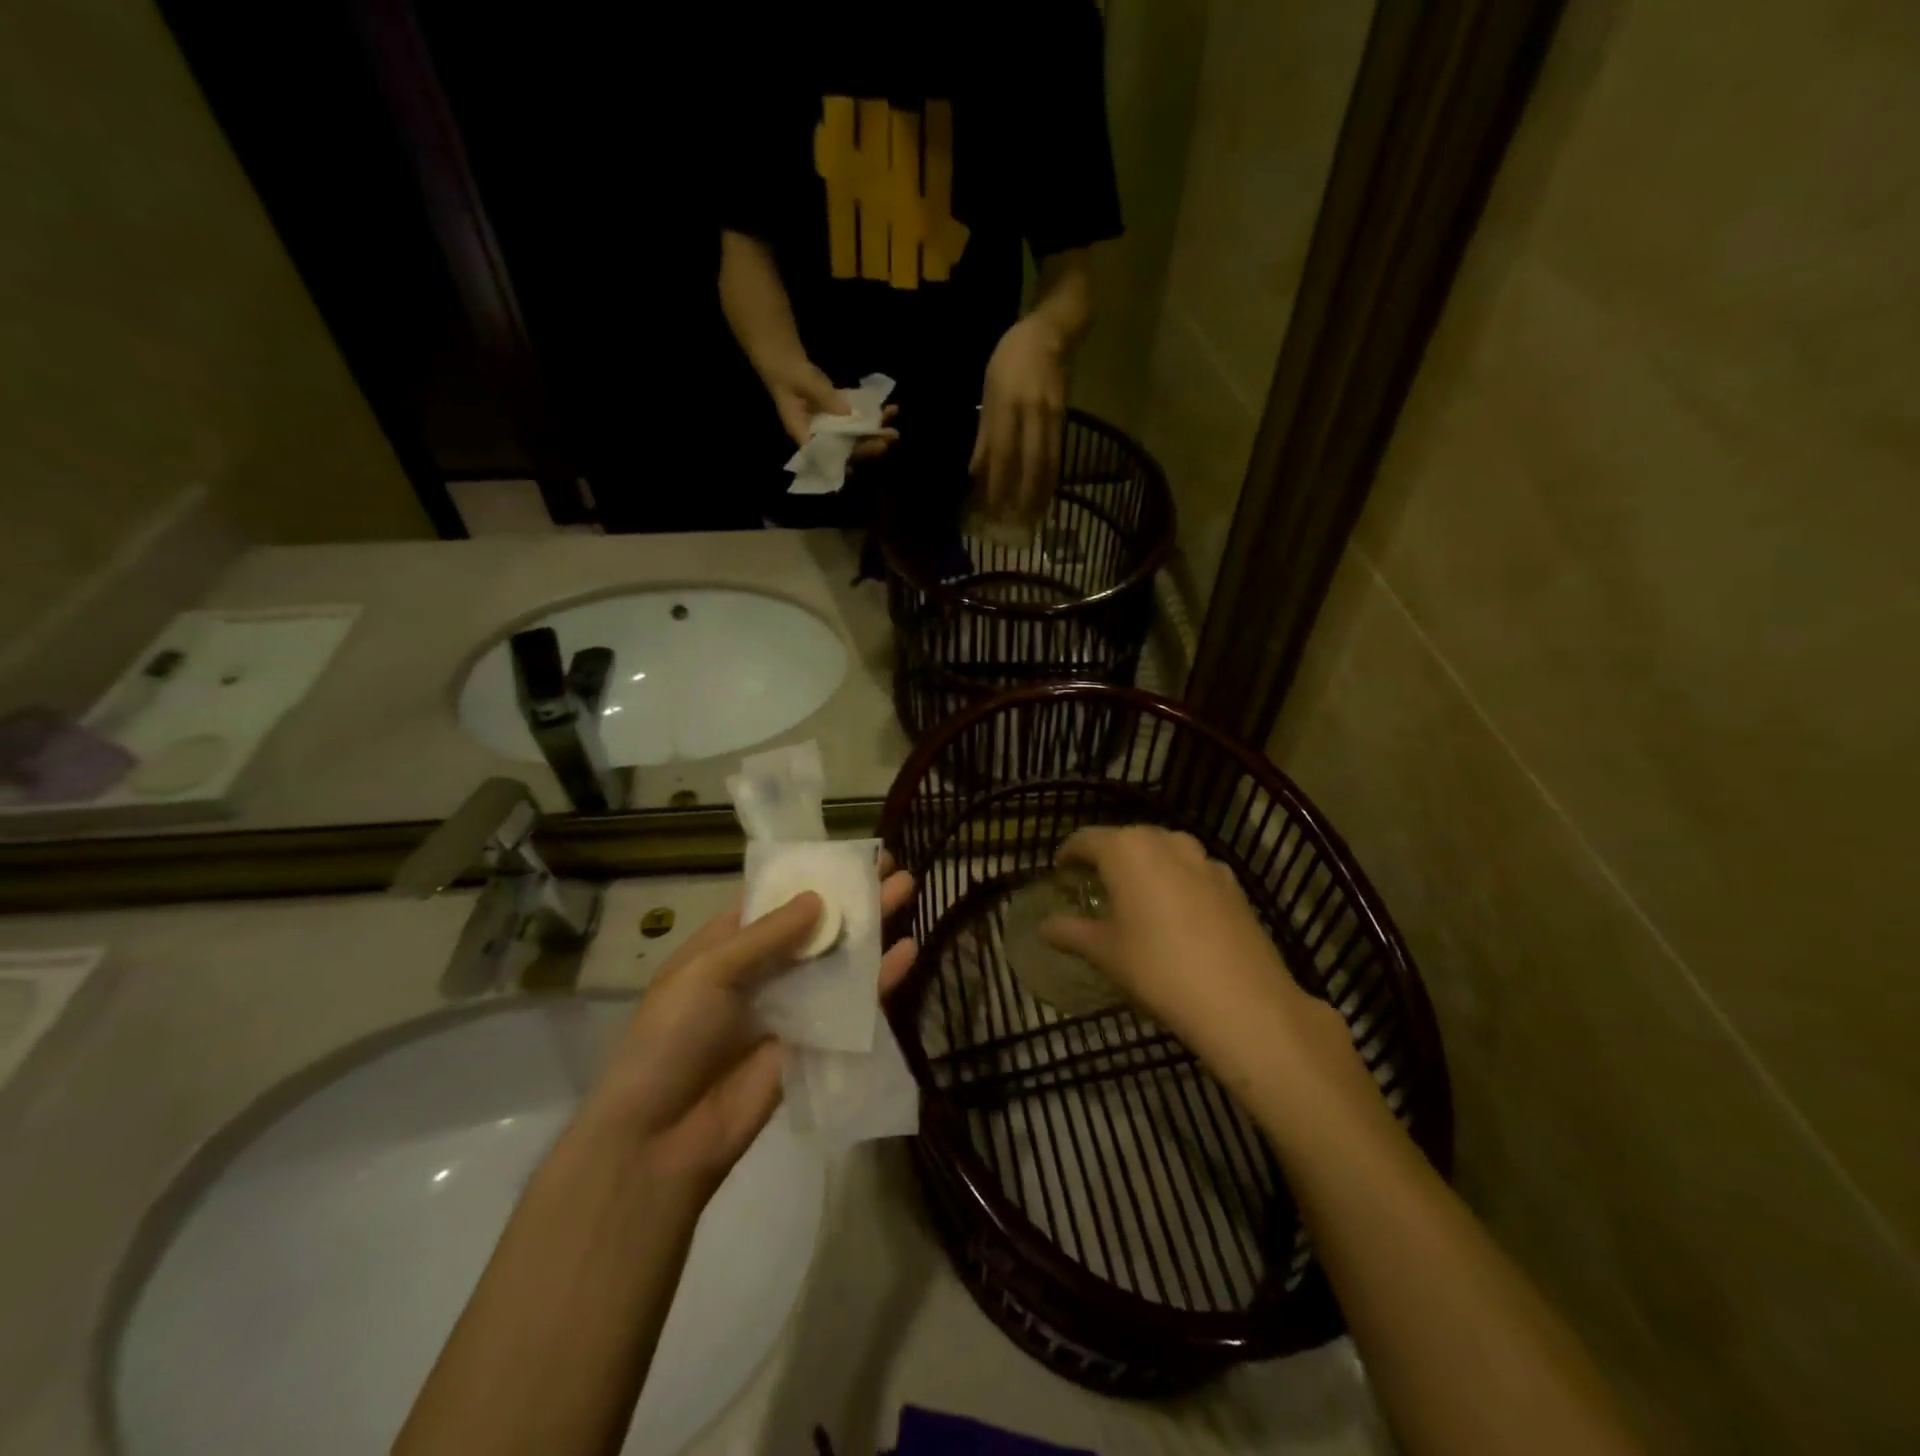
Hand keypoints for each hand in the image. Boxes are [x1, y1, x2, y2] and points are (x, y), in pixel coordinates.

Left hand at [590, 862, 916, 1194]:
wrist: (663, 1136)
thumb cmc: (672, 1037)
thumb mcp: (708, 972)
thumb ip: (768, 935)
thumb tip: (819, 898)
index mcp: (728, 945)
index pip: (775, 900)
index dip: (812, 877)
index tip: (849, 854)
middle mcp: (763, 969)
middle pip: (816, 925)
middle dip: (851, 895)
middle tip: (891, 865)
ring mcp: (792, 1004)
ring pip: (839, 957)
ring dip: (872, 925)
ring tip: (908, 888)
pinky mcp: (816, 1039)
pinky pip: (852, 1002)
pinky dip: (881, 977)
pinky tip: (909, 950)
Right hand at [763, 356, 899, 462]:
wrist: (784, 360)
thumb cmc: (788, 372)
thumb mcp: (803, 381)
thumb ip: (823, 397)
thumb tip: (847, 412)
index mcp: (804, 434)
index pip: (826, 455)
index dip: (845, 458)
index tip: (864, 452)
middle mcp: (820, 436)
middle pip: (846, 450)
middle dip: (868, 447)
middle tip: (887, 440)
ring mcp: (832, 427)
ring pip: (856, 437)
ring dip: (875, 434)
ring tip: (894, 430)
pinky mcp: (841, 416)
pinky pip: (859, 421)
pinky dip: (874, 417)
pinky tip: (891, 409)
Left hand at [970, 314, 1066, 525]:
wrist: (1048, 333)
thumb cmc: (1008, 361)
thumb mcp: (989, 393)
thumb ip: (985, 435)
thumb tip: (975, 474)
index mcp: (1006, 404)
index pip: (1001, 454)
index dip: (996, 484)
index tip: (989, 510)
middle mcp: (1030, 412)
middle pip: (1026, 463)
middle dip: (1020, 498)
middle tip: (1013, 525)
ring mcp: (1050, 416)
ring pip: (1045, 463)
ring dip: (1039, 495)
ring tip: (1032, 520)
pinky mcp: (1064, 419)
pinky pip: (1057, 455)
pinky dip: (1051, 480)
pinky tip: (1046, 497)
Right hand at [1039, 827, 1350, 1088]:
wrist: (1242, 1001)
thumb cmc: (1157, 969)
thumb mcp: (1105, 952)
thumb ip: (1071, 932)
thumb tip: (1044, 927)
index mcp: (1126, 850)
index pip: (1086, 839)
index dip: (1069, 853)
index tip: (1060, 870)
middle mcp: (1165, 842)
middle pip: (1126, 839)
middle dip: (1107, 858)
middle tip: (1094, 885)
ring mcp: (1204, 859)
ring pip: (1163, 851)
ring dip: (1145, 866)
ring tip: (1136, 896)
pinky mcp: (1232, 882)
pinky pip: (1192, 870)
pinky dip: (1176, 881)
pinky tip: (1176, 913)